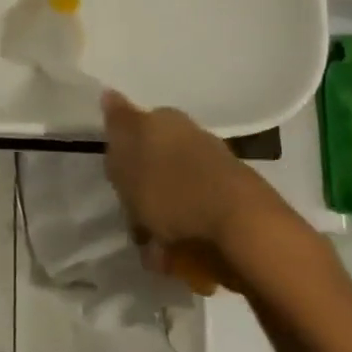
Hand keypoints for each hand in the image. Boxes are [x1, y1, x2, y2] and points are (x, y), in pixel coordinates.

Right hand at [101, 90, 297, 264]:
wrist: (242, 227)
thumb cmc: (172, 189)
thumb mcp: (129, 154)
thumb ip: (117, 124)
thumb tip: (109, 93)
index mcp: (166, 120)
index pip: (134, 130)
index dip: (122, 159)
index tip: (117, 185)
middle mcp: (192, 137)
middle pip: (155, 165)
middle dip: (143, 194)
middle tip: (136, 223)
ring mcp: (216, 170)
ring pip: (175, 194)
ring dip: (163, 221)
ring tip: (157, 253)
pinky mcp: (233, 203)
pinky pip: (197, 218)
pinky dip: (186, 237)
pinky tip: (180, 259)